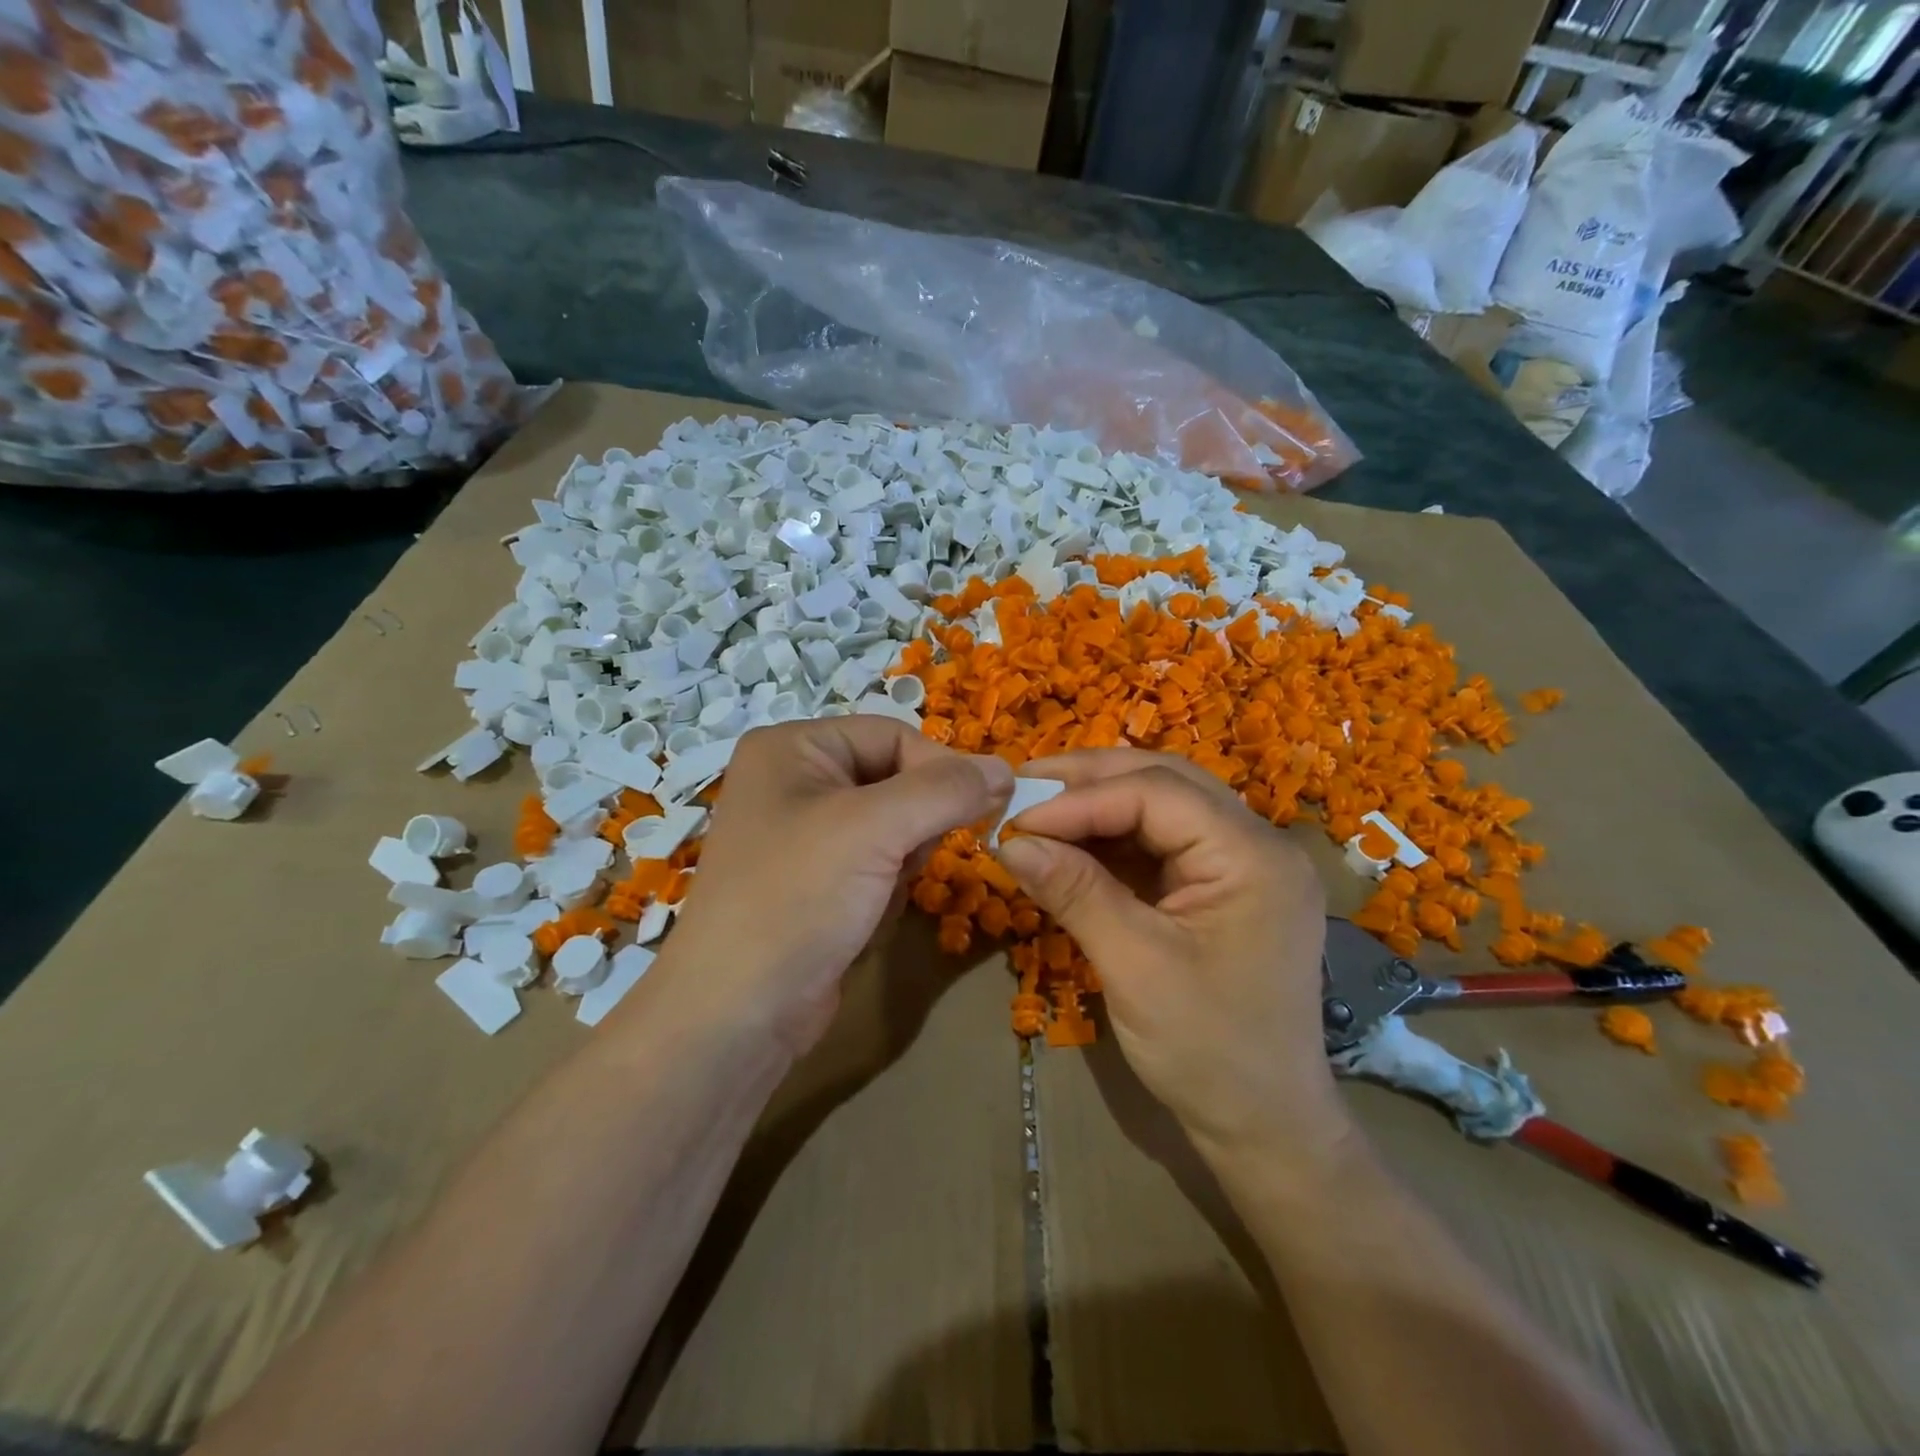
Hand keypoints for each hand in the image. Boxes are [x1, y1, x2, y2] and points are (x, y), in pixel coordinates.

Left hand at [660, 718, 1013, 1055]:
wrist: (738, 1014)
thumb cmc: (798, 898)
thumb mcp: (875, 828)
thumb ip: (946, 790)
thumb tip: (1007, 768)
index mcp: (792, 747)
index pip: (893, 734)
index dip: (940, 768)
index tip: (983, 809)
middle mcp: (794, 780)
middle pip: (894, 778)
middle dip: (914, 824)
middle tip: (908, 860)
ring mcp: (803, 834)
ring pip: (893, 825)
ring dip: (901, 861)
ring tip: (877, 893)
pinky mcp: (815, 881)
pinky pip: (876, 863)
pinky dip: (885, 888)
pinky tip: (862, 918)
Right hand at [995, 749, 1346, 1163]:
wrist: (1264, 1126)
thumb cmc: (1208, 1050)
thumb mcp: (1134, 966)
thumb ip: (1074, 892)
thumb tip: (1008, 840)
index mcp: (1252, 856)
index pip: (1156, 792)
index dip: (1080, 798)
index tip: (1017, 816)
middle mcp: (1256, 844)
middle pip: (1164, 781)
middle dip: (1089, 781)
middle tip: (1023, 786)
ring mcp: (1242, 864)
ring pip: (1162, 804)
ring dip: (1098, 803)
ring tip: (1037, 807)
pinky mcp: (1222, 887)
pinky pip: (1162, 841)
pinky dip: (1113, 837)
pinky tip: (1071, 843)